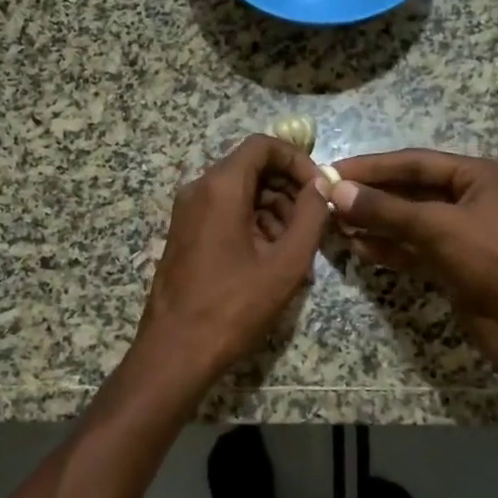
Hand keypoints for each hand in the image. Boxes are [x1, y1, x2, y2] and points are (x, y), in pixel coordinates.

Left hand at [136, 135, 330, 378]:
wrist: (175, 351)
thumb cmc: (233, 307)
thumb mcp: (286, 263)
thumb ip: (311, 216)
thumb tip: (322, 185)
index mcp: (221, 187)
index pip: (263, 146)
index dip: (297, 160)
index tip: (319, 189)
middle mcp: (198, 190)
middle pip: (251, 168)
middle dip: (287, 188)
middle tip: (313, 223)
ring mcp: (187, 213)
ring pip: (239, 192)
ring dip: (273, 209)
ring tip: (295, 248)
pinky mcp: (185, 235)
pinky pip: (224, 213)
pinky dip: (252, 224)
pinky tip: (270, 259)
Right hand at [329, 149, 497, 377]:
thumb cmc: (495, 260)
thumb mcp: (438, 226)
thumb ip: (386, 210)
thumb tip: (337, 192)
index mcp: (480, 176)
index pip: (416, 163)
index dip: (373, 166)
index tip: (334, 171)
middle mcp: (473, 200)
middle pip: (412, 191)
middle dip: (372, 196)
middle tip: (328, 199)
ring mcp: (465, 237)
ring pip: (412, 223)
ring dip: (377, 223)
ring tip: (336, 223)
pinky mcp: (457, 268)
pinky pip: (416, 251)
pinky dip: (390, 250)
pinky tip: (359, 248)